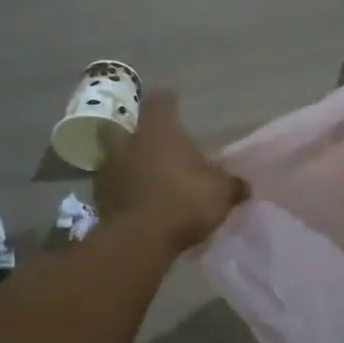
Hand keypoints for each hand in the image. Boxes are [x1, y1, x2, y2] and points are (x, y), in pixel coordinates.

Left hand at [95, 92, 246, 252]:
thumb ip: (232, 185)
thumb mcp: (221, 192)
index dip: (168, 102)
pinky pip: (111, 187)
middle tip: (149, 142)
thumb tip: (243, 185)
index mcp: (159, 132)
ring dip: (125, 164)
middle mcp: (129, 144)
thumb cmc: (185, 201)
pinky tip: (136, 201)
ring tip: (143, 176)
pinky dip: (122, 191)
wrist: (140, 240)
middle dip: (133, 132)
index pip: (160, 103)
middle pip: (120, 126)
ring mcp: (109, 171)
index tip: (174, 104)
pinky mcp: (100, 200)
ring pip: (113, 158)